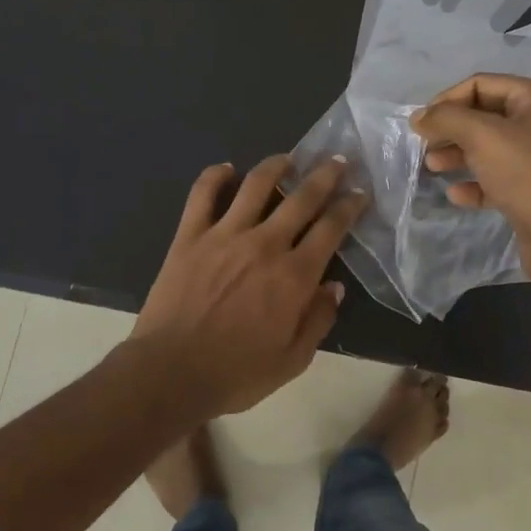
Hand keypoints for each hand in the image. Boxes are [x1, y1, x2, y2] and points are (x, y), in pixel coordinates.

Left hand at [133, 155, 365, 415]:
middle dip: (325, 175)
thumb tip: (334, 286)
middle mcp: (265, 244)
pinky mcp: (190, 235)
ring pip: (256, 184)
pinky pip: (203, 194)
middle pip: (302, 197)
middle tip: (337, 160)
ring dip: (276, 165)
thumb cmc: (236, 373)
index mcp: (294, 275)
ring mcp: (225, 235)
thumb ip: (318, 320)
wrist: (170, 373)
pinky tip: (226, 169)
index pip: (331, 228)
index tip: (359, 192)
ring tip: (288, 158)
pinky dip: (215, 176)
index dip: (349, 206)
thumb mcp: (292, 361)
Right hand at [412, 75, 530, 281]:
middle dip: (451, 129)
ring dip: (457, 154)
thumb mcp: (482, 136)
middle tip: (424, 146)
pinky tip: (456, 194)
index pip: (481, 85)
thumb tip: (419, 117)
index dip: (447, 100)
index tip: (422, 124)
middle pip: (483, 115)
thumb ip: (446, 119)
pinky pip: (496, 177)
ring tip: (432, 168)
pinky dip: (474, 182)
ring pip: (487, 148)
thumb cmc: (527, 174)